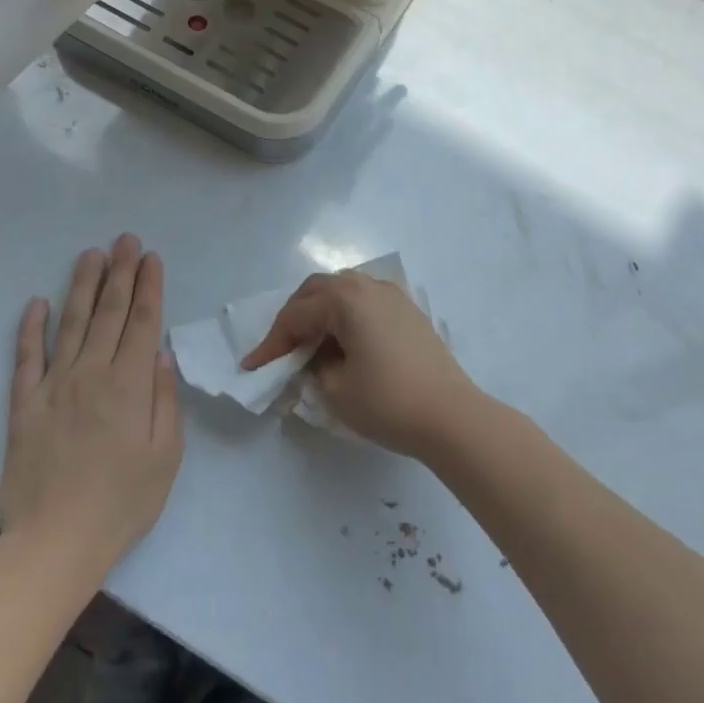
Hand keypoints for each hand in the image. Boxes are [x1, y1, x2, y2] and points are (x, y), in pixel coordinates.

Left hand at [0, 235, 182, 567]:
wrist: (56, 542)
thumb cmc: (123, 502)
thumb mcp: (166, 455)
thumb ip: (164, 399)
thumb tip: (161, 355)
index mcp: (130, 386)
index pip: (142, 323)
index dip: (149, 286)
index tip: (151, 257)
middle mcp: (92, 374)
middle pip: (109, 313)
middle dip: (120, 273)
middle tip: (125, 239)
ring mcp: (54, 386)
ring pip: (72, 324)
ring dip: (83, 286)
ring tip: (91, 254)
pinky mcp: (24, 405)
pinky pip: (26, 358)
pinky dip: (31, 328)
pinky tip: (37, 302)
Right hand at [241, 271, 488, 460]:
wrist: (451, 416)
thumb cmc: (388, 402)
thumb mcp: (335, 389)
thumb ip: (312, 367)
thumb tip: (312, 358)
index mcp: (345, 299)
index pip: (295, 316)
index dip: (271, 343)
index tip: (252, 367)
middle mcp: (368, 286)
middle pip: (317, 290)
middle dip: (294, 317)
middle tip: (280, 349)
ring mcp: (393, 296)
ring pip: (343, 291)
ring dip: (320, 312)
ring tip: (309, 345)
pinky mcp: (409, 311)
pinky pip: (365, 301)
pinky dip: (345, 315)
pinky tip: (343, 342)